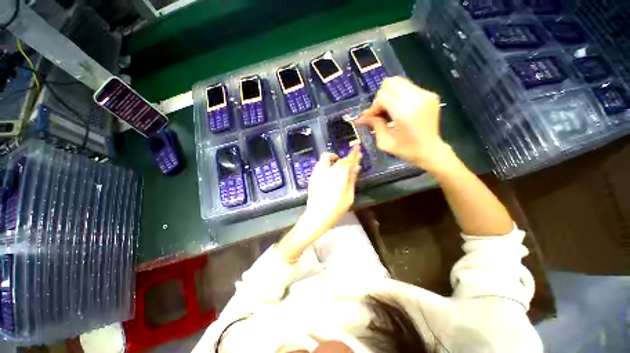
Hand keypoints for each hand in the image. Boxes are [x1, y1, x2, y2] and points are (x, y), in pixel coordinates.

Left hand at [304, 146, 361, 228]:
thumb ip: (352, 179)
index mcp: (339, 174)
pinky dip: (327, 165)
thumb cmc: (336, 207)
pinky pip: (320, 165)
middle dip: (345, 159)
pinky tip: (329, 174)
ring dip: (334, 160)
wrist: (317, 215)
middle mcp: (327, 169)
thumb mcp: (349, 195)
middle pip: (338, 159)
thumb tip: (356, 167)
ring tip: (338, 168)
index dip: (353, 153)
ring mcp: (318, 172)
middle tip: (350, 163)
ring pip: (326, 159)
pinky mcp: (312, 176)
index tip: (357, 146)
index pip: (348, 160)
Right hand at [355, 76, 451, 170]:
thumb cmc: (406, 150)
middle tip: (381, 112)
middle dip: (381, 97)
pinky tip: (400, 109)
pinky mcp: (431, 95)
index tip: (371, 118)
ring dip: (390, 94)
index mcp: (404, 113)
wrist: (431, 151)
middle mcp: (416, 99)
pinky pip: (409, 87)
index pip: (382, 97)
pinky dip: (400, 96)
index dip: (373, 107)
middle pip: (391, 83)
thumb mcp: (385, 142)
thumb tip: (361, 117)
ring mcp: (426, 95)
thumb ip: (374, 125)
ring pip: (400, 81)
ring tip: (390, 110)